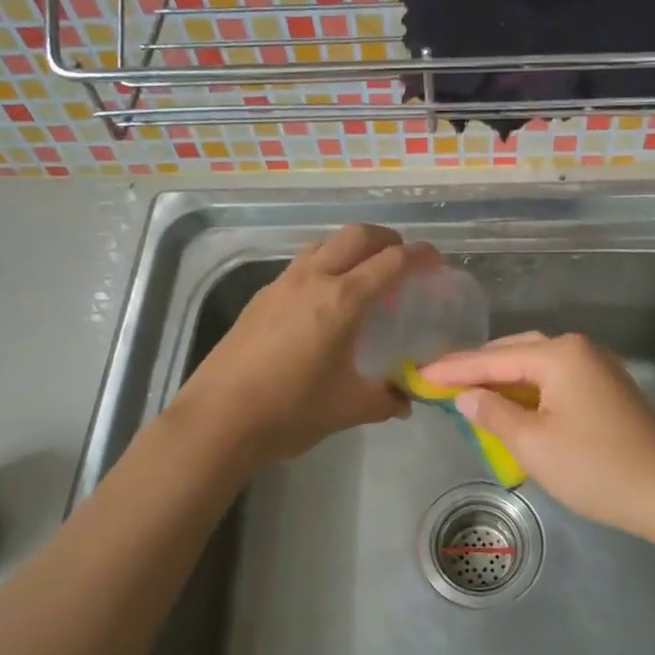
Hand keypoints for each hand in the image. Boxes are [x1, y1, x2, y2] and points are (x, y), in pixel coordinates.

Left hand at [174, 223, 434, 464]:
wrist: (219, 419)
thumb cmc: (291, 410)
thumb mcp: (349, 408)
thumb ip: (386, 399)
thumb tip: (406, 400)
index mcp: (343, 300)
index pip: (391, 261)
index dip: (419, 256)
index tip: (435, 261)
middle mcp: (313, 279)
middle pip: (356, 236)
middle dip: (386, 239)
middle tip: (402, 258)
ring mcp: (282, 284)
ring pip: (324, 245)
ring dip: (350, 248)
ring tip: (363, 274)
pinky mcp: (261, 297)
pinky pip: (301, 265)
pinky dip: (324, 265)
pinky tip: (323, 300)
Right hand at [417, 332, 654, 540]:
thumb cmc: (594, 468)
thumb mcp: (532, 444)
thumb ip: (493, 413)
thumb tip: (466, 395)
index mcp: (560, 355)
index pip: (494, 358)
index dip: (454, 369)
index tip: (420, 373)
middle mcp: (579, 349)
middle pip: (516, 351)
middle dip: (478, 367)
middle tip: (440, 380)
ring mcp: (597, 367)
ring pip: (537, 364)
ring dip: (503, 376)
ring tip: (470, 390)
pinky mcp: (607, 388)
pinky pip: (556, 378)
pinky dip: (528, 387)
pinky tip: (513, 402)